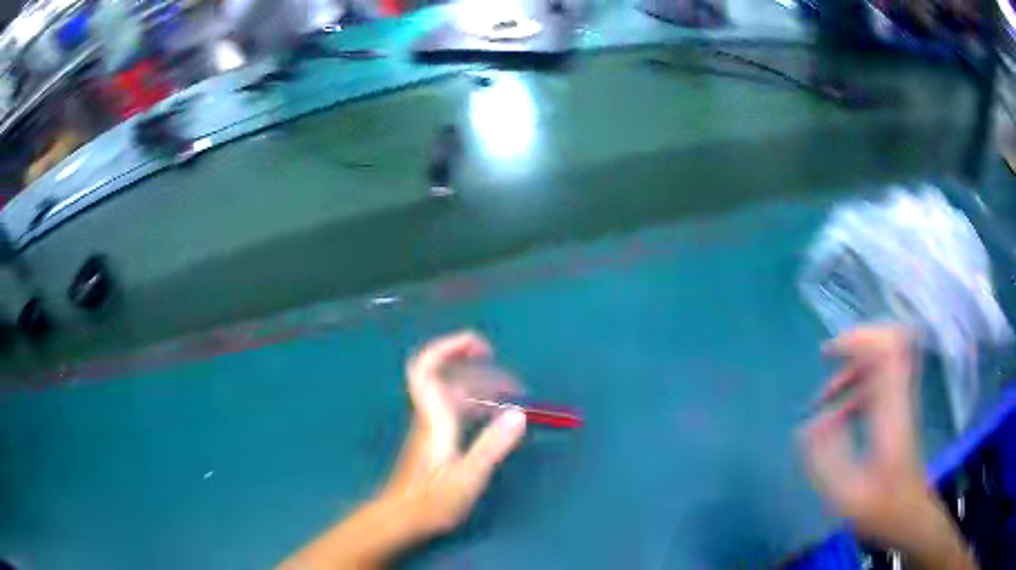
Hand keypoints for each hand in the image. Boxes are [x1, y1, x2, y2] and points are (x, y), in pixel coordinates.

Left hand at [385, 331, 527, 535]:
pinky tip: (495, 418)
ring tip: (512, 398)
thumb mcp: (469, 476)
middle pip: (448, 377)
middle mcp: (431, 416)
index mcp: (435, 419)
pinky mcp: (436, 439)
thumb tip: (518, 413)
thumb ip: (493, 445)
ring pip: (456, 394)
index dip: (448, 348)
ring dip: (483, 389)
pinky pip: (458, 409)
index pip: (427, 368)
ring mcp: (432, 427)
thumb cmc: (433, 501)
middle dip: (481, 371)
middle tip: (514, 384)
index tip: (480, 347)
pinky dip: (479, 405)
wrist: (403, 519)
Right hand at [802, 326, 925, 542]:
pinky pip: (879, 384)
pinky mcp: (897, 413)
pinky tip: (838, 416)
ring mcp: (900, 403)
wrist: (909, 516)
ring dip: (851, 371)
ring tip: (823, 398)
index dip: (859, 338)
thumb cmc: (881, 509)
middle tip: (827, 358)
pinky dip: (856, 389)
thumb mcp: (848, 494)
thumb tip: (810, 424)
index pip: (888, 348)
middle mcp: (899, 397)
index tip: (829, 352)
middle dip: (855, 344)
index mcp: (892, 410)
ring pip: (881, 363)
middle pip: (887, 343)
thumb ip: (826, 458)